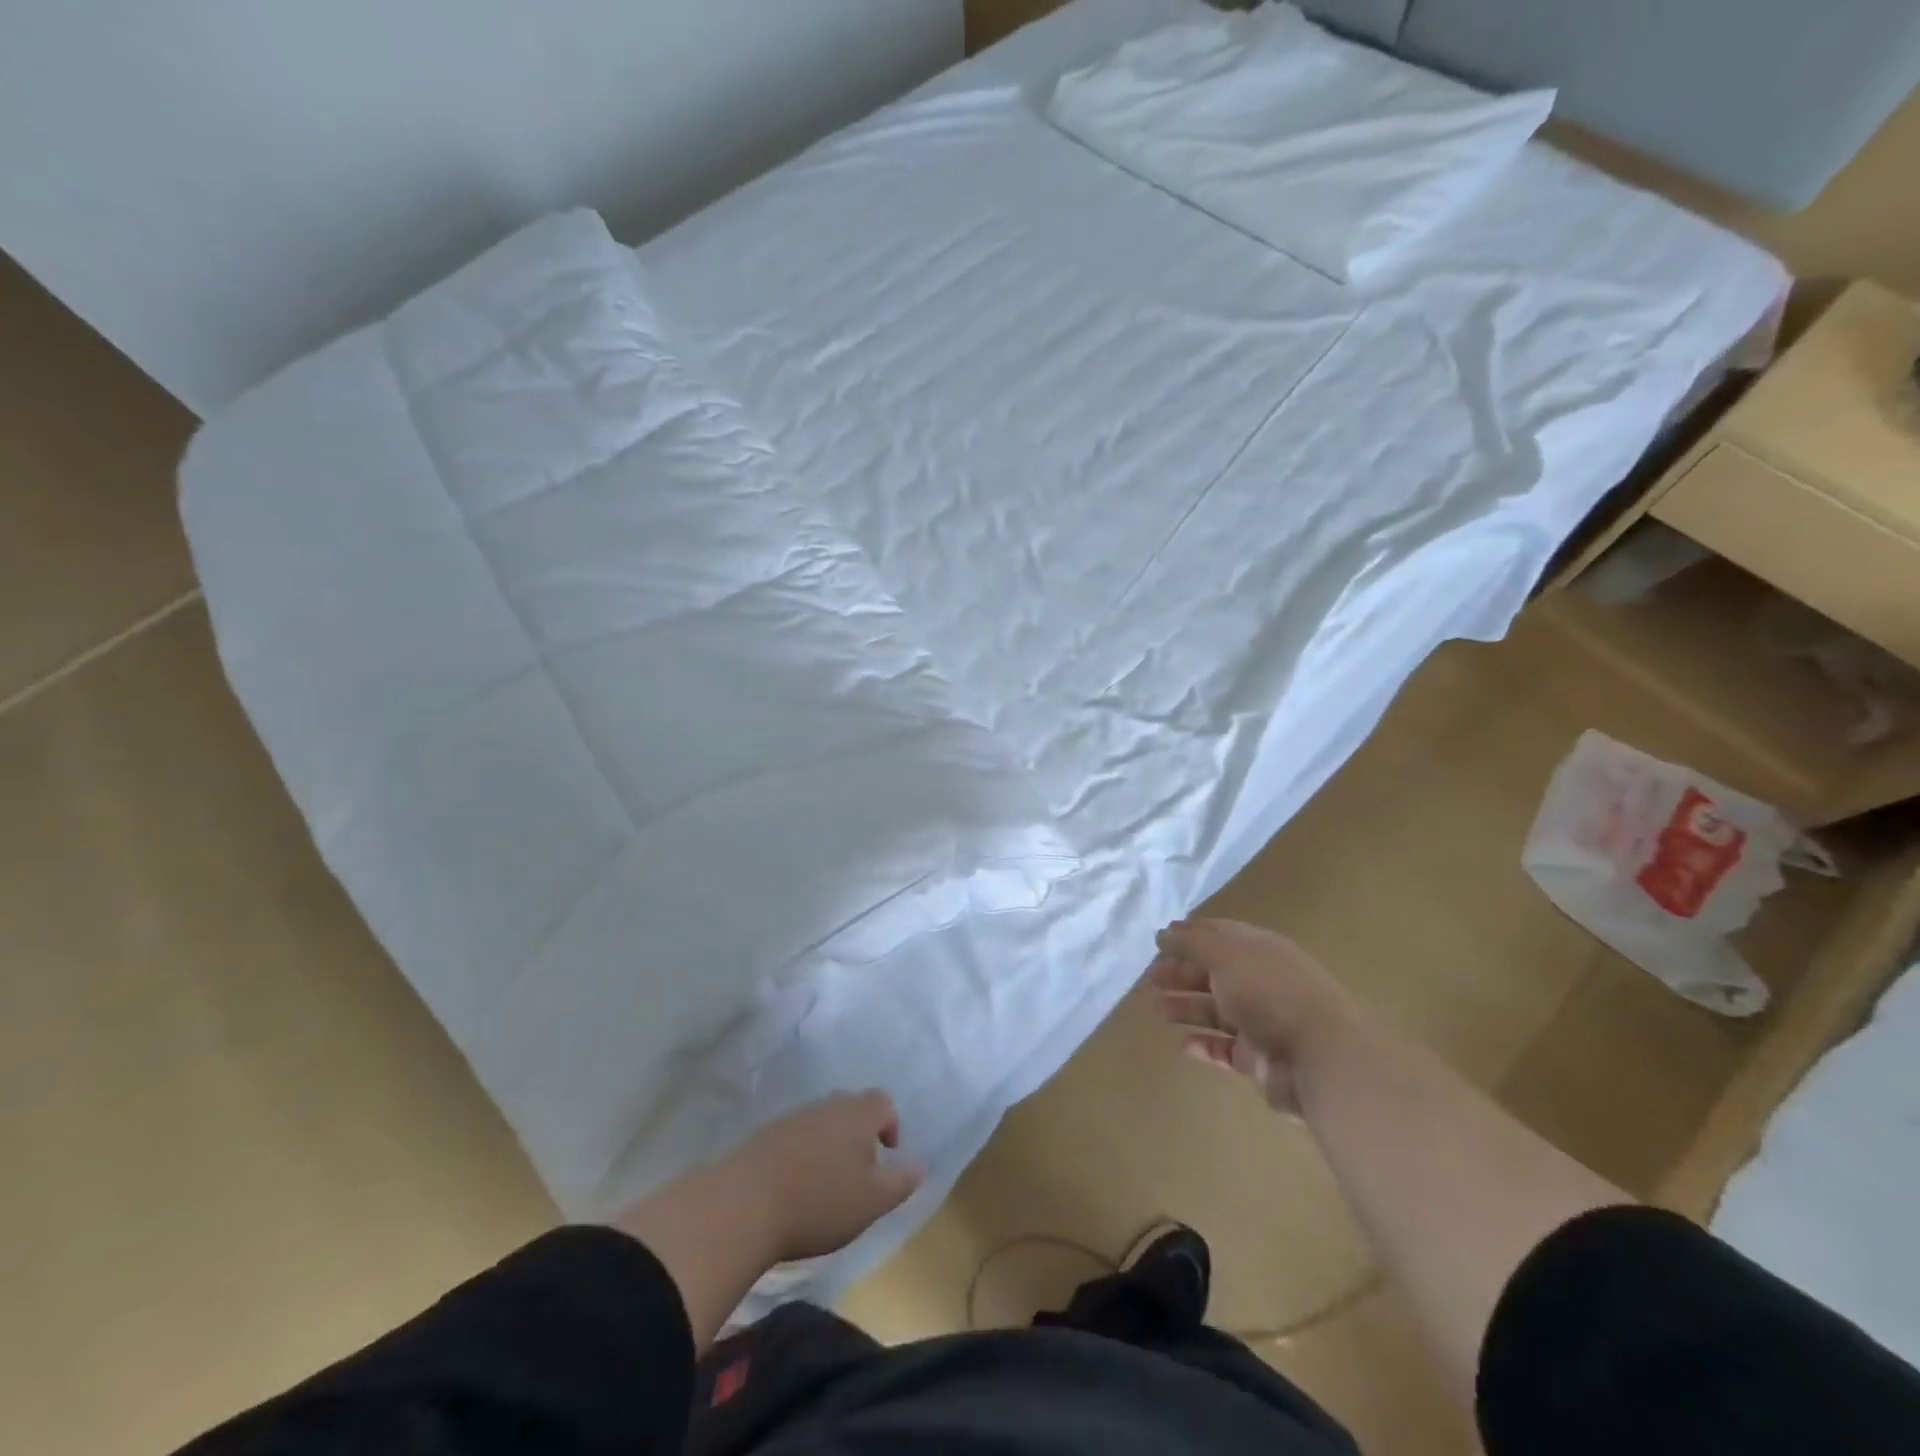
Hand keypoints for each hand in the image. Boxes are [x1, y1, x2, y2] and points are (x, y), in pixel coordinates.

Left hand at [724, 1090, 923, 1262]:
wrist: (744, 1203)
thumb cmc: (820, 1201)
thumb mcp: (872, 1201)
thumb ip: (901, 1182)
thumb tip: (922, 1163)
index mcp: (858, 1114)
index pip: (883, 1102)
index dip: (890, 1124)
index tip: (887, 1154)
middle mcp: (828, 1105)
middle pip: (851, 1107)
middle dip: (860, 1133)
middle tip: (859, 1170)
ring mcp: (794, 1117)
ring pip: (823, 1121)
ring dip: (830, 1144)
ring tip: (827, 1183)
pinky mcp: (766, 1135)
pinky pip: (796, 1136)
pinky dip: (803, 1154)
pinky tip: (796, 1186)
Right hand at [1147, 918, 1359, 1112]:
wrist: (1320, 1057)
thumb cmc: (1269, 993)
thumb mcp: (1224, 955)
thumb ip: (1190, 944)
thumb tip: (1162, 933)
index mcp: (1259, 949)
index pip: (1219, 934)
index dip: (1189, 935)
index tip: (1159, 941)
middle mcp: (1261, 981)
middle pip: (1214, 973)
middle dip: (1182, 973)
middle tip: (1150, 978)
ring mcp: (1262, 1021)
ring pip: (1217, 1011)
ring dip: (1187, 1008)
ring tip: (1158, 1010)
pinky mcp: (1261, 1059)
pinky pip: (1226, 1049)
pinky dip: (1205, 1046)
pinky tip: (1183, 1044)